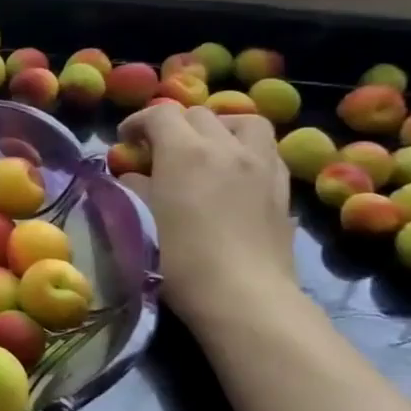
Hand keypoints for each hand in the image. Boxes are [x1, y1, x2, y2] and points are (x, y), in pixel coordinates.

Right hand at [115, 104, 296, 326]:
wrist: (242, 295)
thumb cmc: (179, 259)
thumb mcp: (140, 220)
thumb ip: (135, 188)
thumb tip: (135, 176)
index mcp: (184, 151)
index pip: (160, 114)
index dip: (137, 122)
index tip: (126, 142)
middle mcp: (226, 147)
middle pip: (199, 114)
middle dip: (175, 125)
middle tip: (160, 151)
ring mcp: (261, 165)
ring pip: (244, 122)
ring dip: (220, 128)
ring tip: (207, 149)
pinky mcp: (283, 188)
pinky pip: (266, 151)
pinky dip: (246, 151)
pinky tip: (235, 174)